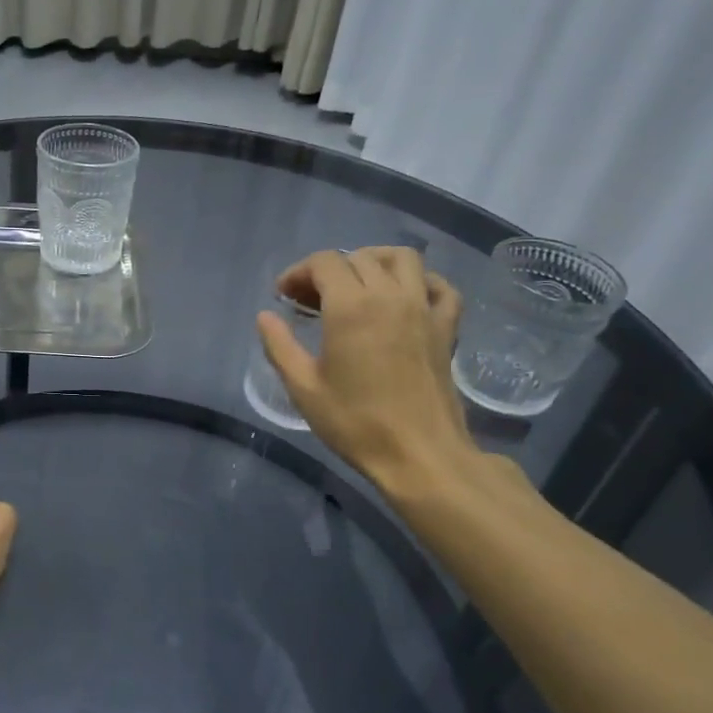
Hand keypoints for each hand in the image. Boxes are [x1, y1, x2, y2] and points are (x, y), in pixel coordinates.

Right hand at [257, 247, 496, 501]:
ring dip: (374, 262)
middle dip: (328, 270)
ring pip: (403, 258)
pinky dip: (420, 282)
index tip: (283, 296)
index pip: (324, 262)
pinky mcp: (447, 328)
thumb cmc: (355, 423)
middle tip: (310, 299)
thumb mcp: (303, 388)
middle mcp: (390, 295)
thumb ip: (279, 346)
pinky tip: (403, 299)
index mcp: (351, 306)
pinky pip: (439, 286)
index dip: (298, 272)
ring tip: (356, 286)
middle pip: (358, 257)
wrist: (419, 455)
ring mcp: (424, 308)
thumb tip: (265, 317)